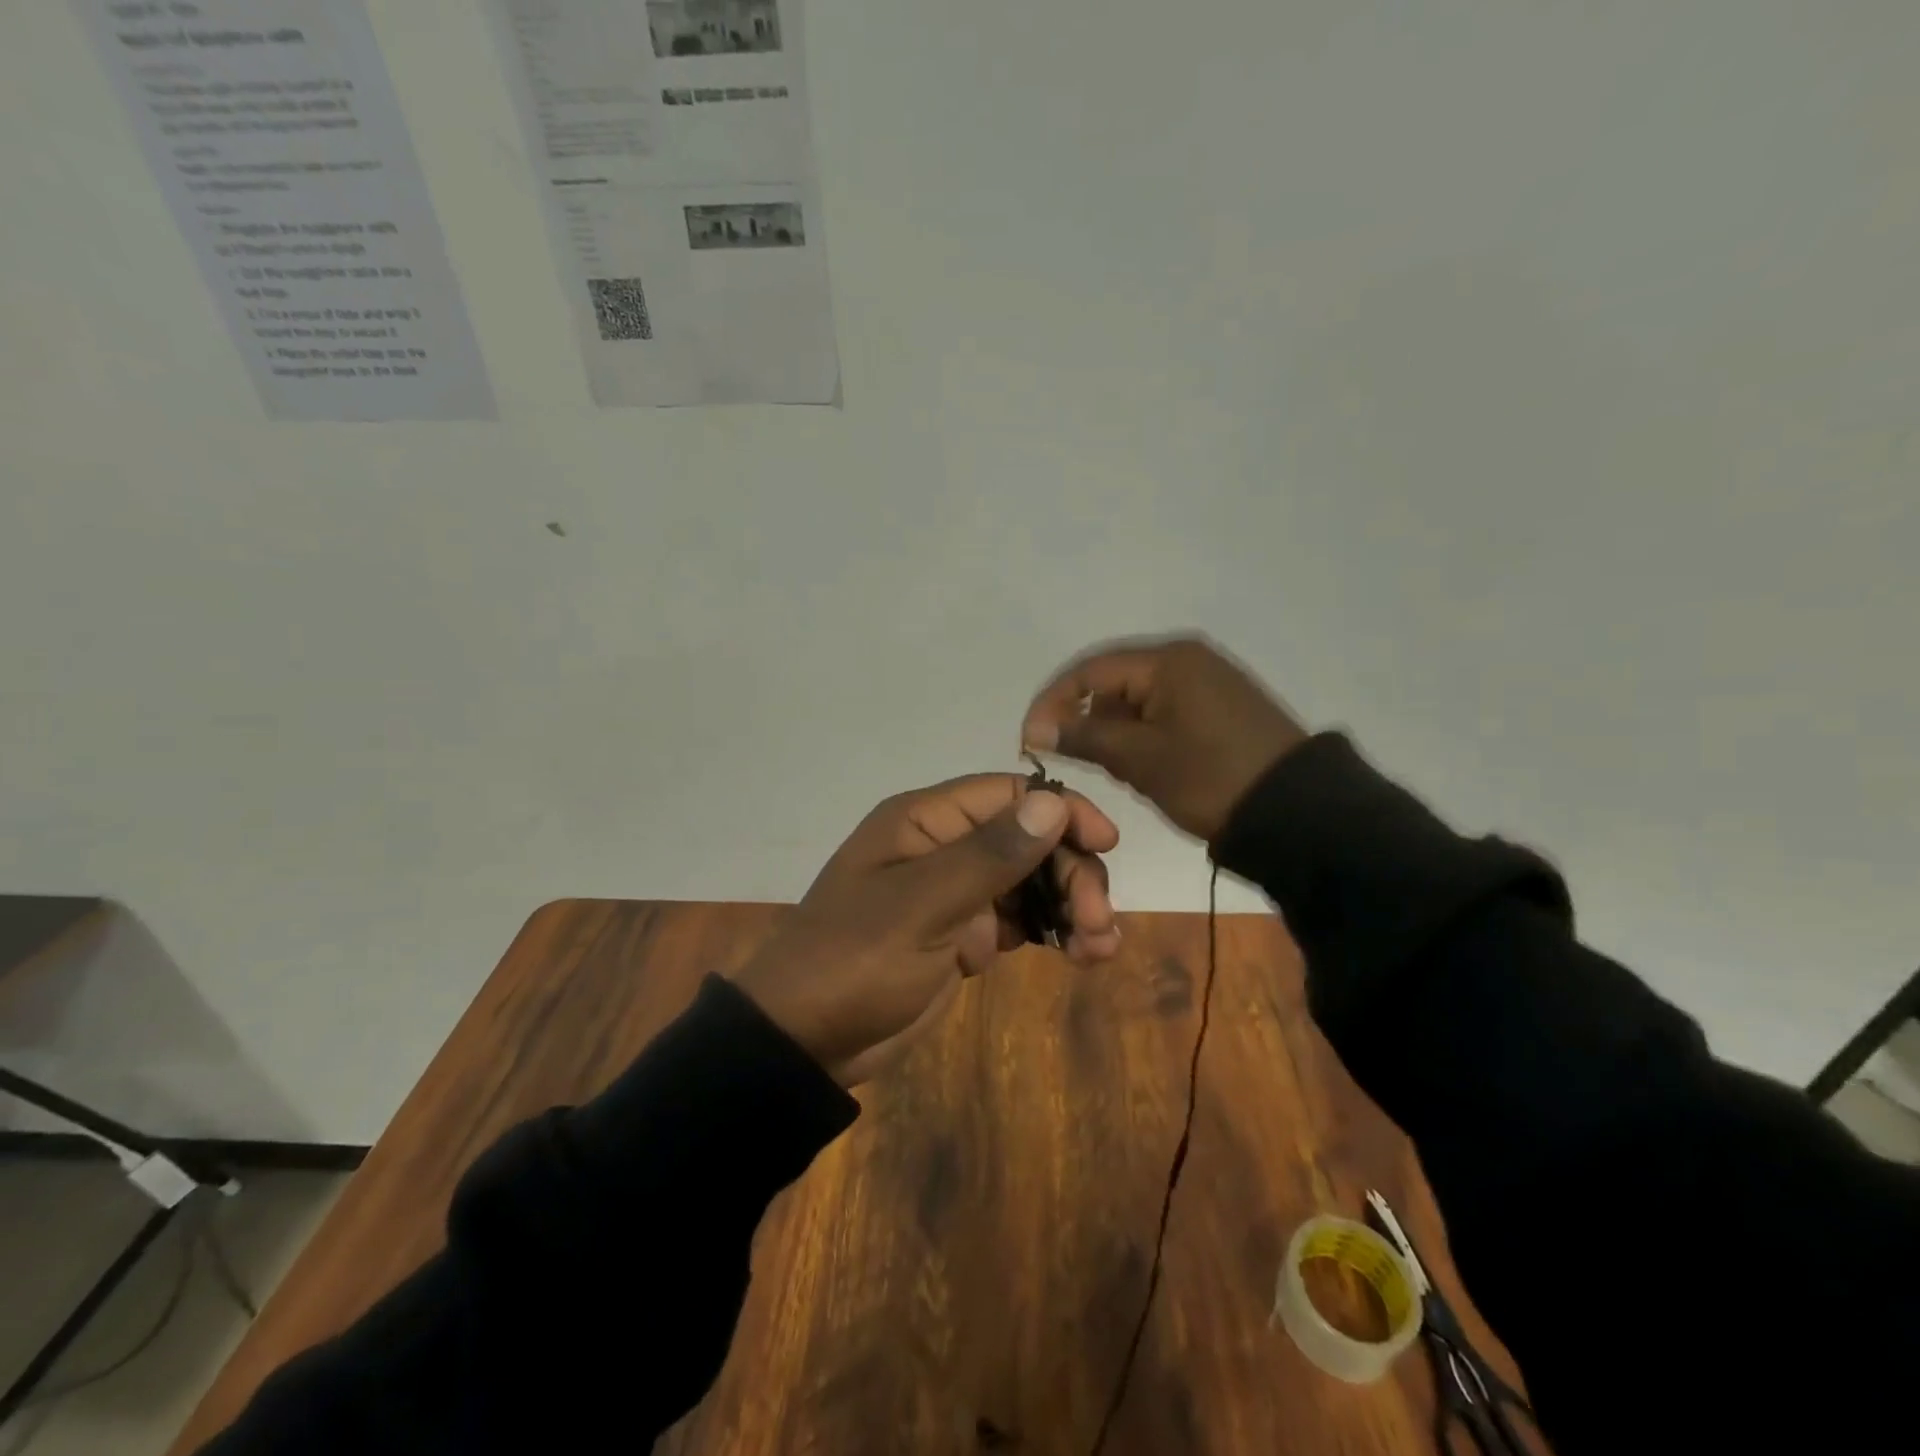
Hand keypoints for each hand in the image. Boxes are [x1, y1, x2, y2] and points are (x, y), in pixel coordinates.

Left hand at [730, 774, 1120, 1086]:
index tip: (1105, 844)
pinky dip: (1053, 932)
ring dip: (1070, 904)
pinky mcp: (964, 934)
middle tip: (1095, 921)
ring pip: (1031, 880)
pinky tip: (1083, 955)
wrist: (807, 1040)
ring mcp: (956, 893)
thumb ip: (988, 856)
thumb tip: (1052, 803)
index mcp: (925, 822)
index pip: (1009, 795)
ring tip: (1098, 947)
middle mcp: (945, 847)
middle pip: (1029, 839)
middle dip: (1070, 873)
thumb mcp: (921, 907)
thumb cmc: (856, 961)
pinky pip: (1020, 920)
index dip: (1061, 811)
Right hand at [1021, 635, 1308, 842]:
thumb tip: (1035, 729)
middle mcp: (1187, 659)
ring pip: (1138, 702)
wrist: (1297, 813)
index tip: (1029, 741)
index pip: (1089, 671)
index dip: (1052, 703)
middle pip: (1114, 683)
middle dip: (1089, 721)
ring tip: (1119, 772)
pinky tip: (1146, 768)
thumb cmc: (1210, 778)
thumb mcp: (1140, 759)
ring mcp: (1207, 683)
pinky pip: (1164, 714)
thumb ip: (1084, 737)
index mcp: (1168, 660)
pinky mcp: (1220, 708)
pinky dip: (1144, 737)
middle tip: (1078, 762)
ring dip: (1117, 733)